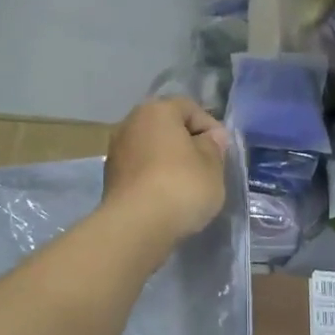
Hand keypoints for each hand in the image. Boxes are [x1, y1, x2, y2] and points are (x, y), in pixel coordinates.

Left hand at [102, 97, 228, 243]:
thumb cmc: (181, 186)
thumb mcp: (212, 166)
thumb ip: (213, 147)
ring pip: (152, 150)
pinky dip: (155, 179)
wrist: (137, 226)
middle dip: (187, 144)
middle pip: (166, 128)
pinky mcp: (111, 179)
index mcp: (156, 111)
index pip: (189, 108)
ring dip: (169, 162)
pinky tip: (167, 198)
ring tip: (187, 186)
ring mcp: (116, 152)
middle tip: (207, 167)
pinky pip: (141, 171)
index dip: (210, 127)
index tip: (223, 151)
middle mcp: (130, 123)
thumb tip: (210, 138)